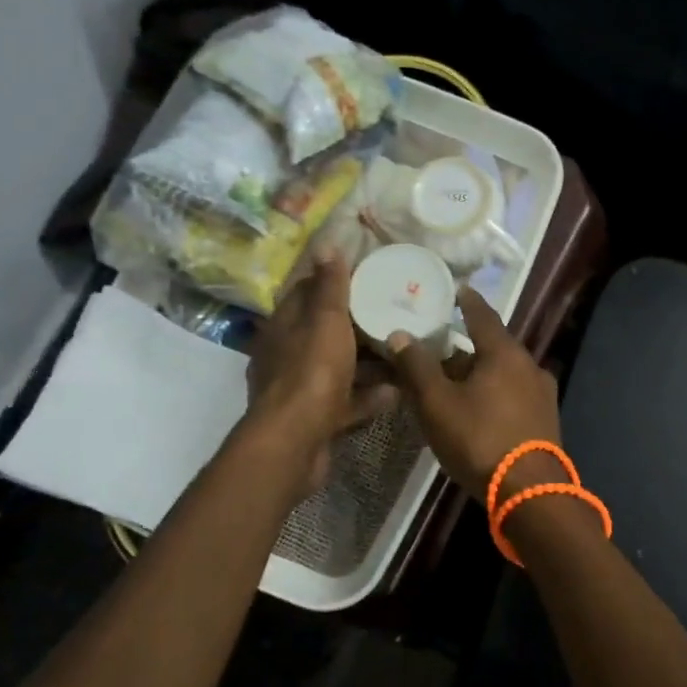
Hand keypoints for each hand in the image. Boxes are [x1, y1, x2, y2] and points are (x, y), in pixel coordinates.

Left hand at [245, 252, 396, 502]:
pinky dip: (369, 396)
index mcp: (284, 326)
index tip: (369, 276)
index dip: (335, 282)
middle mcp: (287, 355)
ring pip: (339, 368)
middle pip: (326, 332)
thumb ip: (330, 286)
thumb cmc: (311, 373)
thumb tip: (327, 244)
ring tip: (402, 354)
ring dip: (368, 363)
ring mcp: (300, 389)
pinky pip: (346, 401)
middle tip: (395, 314)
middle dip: (358, 325)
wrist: (294, 442)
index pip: (307, 293)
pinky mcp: (315, 419)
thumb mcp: (325, 321)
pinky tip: (397, 393)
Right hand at [386, 288, 561, 502]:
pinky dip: (495, 393)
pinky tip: (480, 408)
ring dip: (481, 372)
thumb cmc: (479, 440)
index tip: (457, 290)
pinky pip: (515, 395)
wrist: (529, 492)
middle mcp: (530, 366)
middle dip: (468, 346)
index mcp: (505, 353)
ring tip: (455, 380)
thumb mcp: (437, 403)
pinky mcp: (546, 420)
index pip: (483, 315)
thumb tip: (400, 334)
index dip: (467, 302)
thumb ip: (417, 367)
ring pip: (505, 373)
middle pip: (494, 346)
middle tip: (441, 347)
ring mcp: (543, 394)